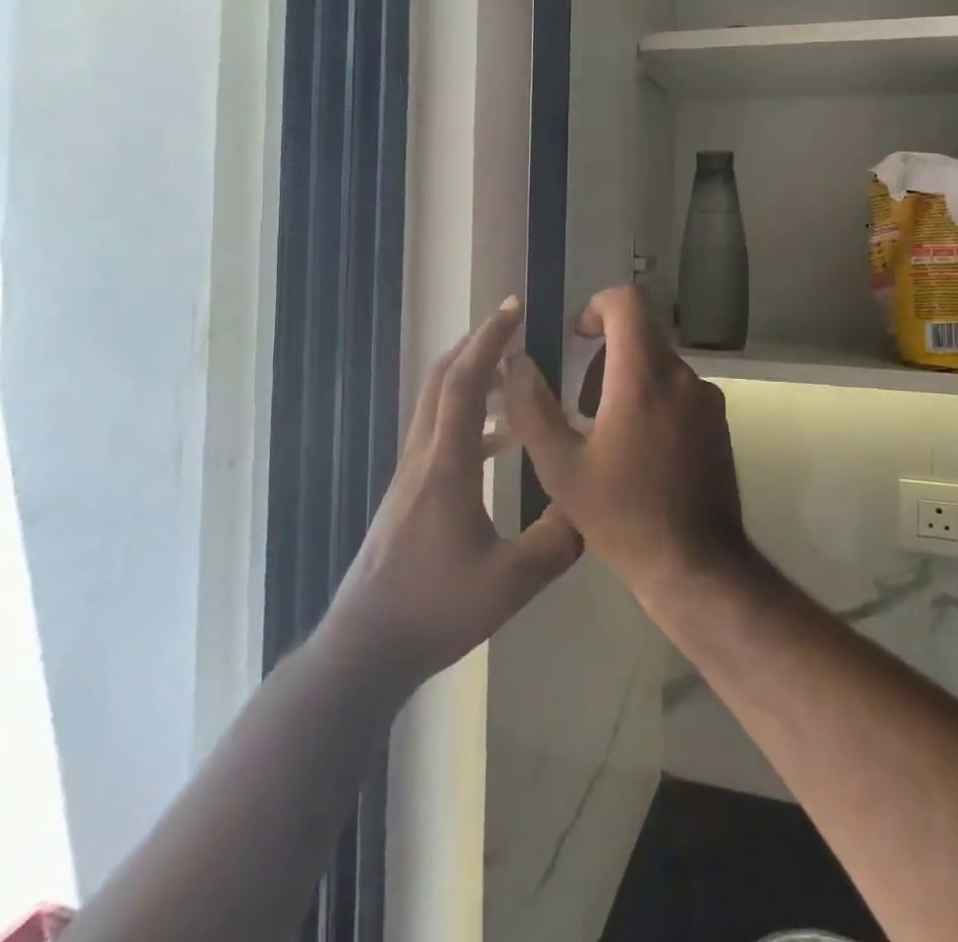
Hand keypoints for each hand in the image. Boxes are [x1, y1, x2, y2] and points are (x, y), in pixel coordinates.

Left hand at [328, 298, 582, 690]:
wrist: (366, 648)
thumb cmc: (435, 610)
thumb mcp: (511, 582)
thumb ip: (557, 540)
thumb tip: (591, 504)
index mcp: (446, 466)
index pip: (464, 384)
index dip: (488, 341)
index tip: (512, 309)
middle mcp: (423, 457)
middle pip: (442, 380)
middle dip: (476, 346)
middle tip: (514, 330)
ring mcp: (411, 474)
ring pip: (437, 404)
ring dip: (472, 379)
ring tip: (515, 379)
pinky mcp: (409, 493)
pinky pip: (440, 433)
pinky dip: (470, 417)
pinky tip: (500, 441)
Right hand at [503, 286, 751, 606]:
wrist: (696, 565)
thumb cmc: (623, 516)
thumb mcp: (561, 468)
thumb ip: (532, 408)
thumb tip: (517, 364)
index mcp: (643, 377)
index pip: (628, 301)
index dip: (597, 307)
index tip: (578, 339)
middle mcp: (681, 376)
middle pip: (641, 333)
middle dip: (606, 355)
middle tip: (582, 405)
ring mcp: (706, 399)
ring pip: (659, 363)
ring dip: (627, 380)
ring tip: (605, 434)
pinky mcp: (718, 422)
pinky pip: (679, 389)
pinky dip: (653, 399)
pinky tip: (638, 451)